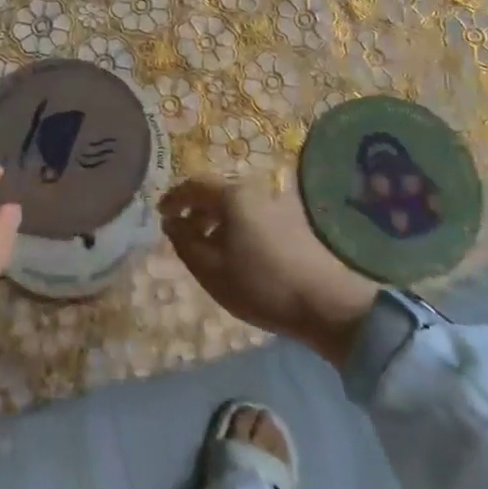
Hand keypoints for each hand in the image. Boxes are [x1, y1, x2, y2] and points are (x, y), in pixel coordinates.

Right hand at [161, 175, 378, 367]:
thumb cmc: (261, 285)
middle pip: (216, 192)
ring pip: (235, 204)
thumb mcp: (211, 269)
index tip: (161, 214)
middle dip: (195, 209)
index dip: (174, 198)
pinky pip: (251, 213)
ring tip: (205, 246)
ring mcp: (276, 204)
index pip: (194, 185)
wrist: (327, 303)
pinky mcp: (291, 220)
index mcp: (232, 195)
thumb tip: (171, 223)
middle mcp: (254, 190)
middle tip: (181, 231)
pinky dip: (234, 225)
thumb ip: (185, 243)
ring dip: (215, 219)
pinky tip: (234, 252)